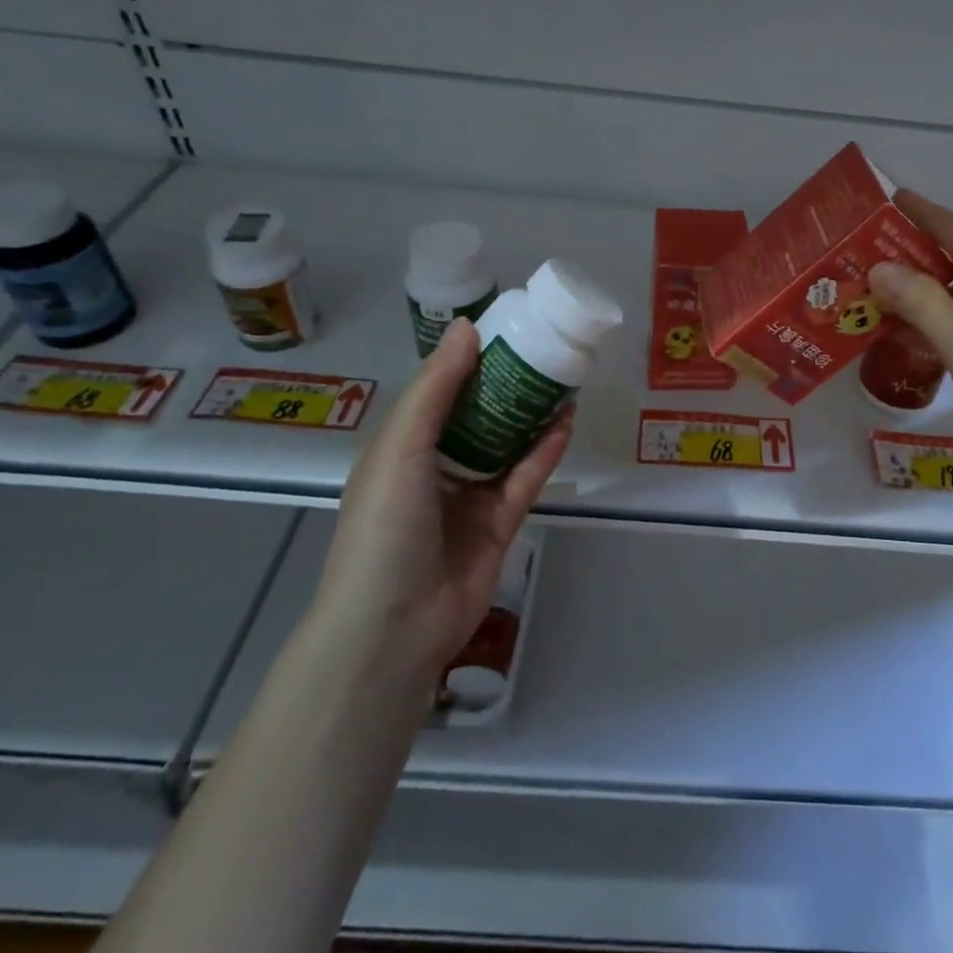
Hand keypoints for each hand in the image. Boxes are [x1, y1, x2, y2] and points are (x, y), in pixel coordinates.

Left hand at [313, 318, 571, 669]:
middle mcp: (434, 468)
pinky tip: (567, 423)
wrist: (393, 625)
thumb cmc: (385, 524)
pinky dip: (545, 452)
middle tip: (544, 352)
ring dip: (532, 415)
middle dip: (508, 385)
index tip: (504, 330)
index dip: (469, 362)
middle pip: (478, 416)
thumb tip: (468, 327)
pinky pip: (525, 478)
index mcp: (401, 447)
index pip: (439, 393)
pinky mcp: (499, 524)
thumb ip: (437, 387)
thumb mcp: (401, 446)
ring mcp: (468, 498)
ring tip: (563, 380)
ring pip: (506, 445)